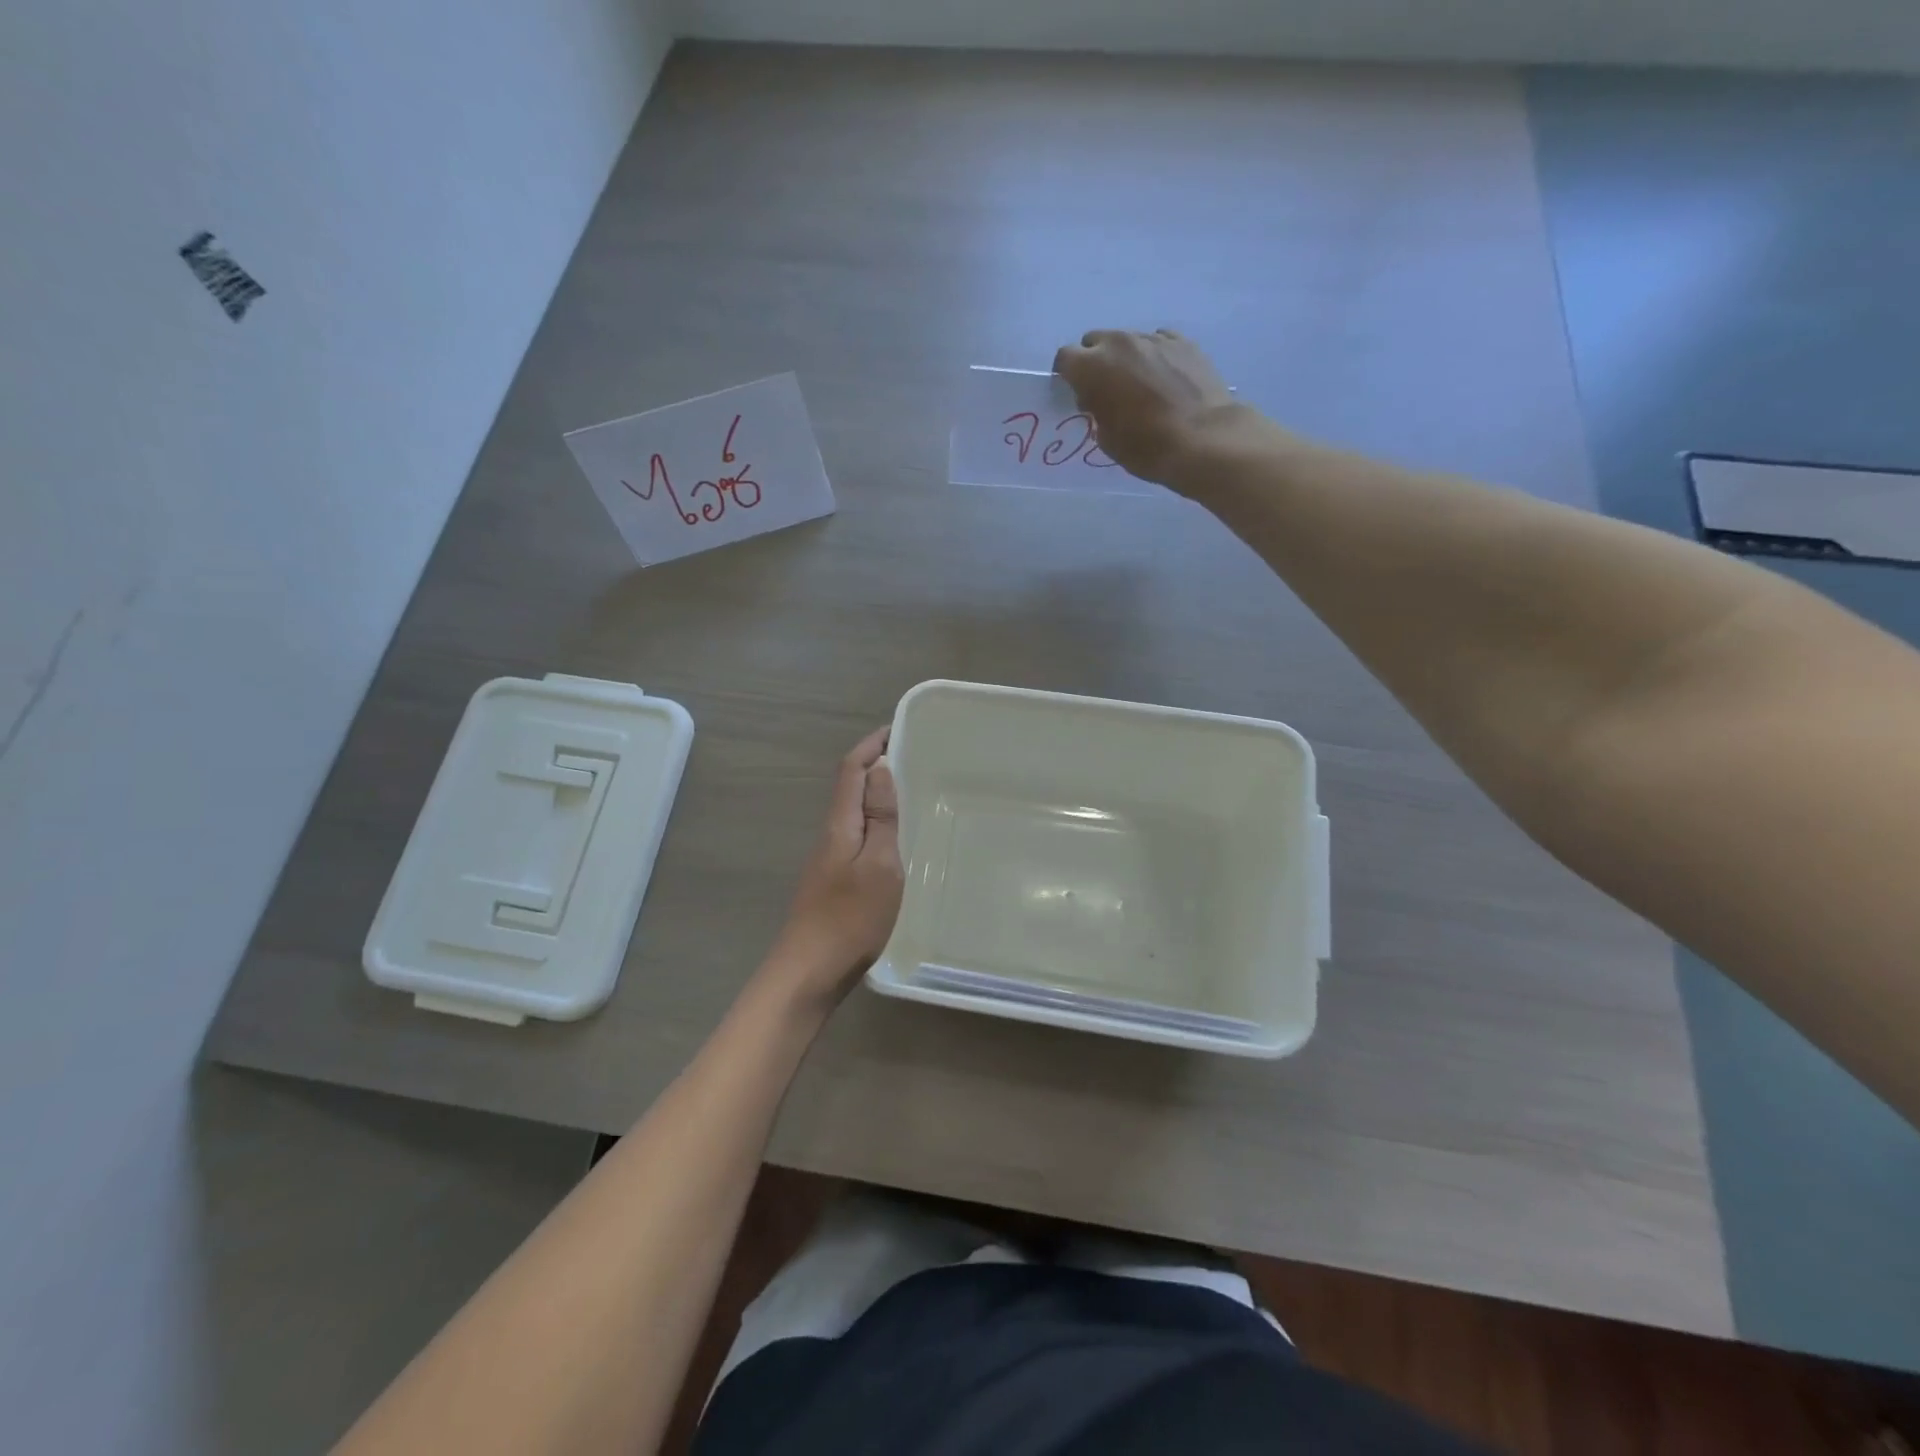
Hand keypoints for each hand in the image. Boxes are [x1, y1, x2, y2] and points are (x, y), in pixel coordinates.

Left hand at [769, 726, 903, 1001]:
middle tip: (914, 759)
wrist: (810, 971)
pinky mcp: (835, 880)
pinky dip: (877, 823)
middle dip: (876, 765)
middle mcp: (831, 834)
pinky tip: (897, 839)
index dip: (871, 745)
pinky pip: (858, 836)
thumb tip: (881, 770)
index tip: (897, 729)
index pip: (851, 770)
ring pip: (854, 813)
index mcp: (839, 824)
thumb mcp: (879, 865)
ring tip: (912, 793)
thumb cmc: (850, 918)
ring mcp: (830, 858)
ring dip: (877, 795)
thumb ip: (881, 818)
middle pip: (850, 787)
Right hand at [1053, 329, 1238, 488]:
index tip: (1075, 391)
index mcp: (1092, 367)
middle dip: (1095, 360)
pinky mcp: (1183, 341)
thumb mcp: (1106, 439)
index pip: (1065, 358)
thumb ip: (1095, 410)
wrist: (1203, 439)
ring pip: (1128, 340)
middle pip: (1095, 341)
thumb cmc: (1146, 447)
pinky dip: (1154, 356)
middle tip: (1105, 388)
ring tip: (1139, 385)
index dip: (1067, 374)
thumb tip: (1099, 399)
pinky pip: (1158, 342)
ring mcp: (1153, 338)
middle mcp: (1119, 342)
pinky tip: (1164, 379)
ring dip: (1126, 358)